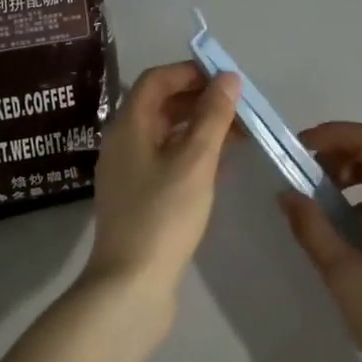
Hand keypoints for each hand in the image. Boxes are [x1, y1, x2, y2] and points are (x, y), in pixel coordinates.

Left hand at [84, 62, 241, 310]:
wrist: (129, 289)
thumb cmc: (162, 215)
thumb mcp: (195, 161)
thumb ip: (213, 116)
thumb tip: (228, 77)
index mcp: (128, 125)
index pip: (157, 79)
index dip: (190, 72)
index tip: (225, 80)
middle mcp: (123, 142)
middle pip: (161, 105)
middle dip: (200, 100)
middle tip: (238, 108)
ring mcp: (128, 172)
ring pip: (166, 134)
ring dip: (200, 127)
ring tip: (238, 134)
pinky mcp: (138, 198)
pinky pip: (167, 160)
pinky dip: (192, 154)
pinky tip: (221, 166)